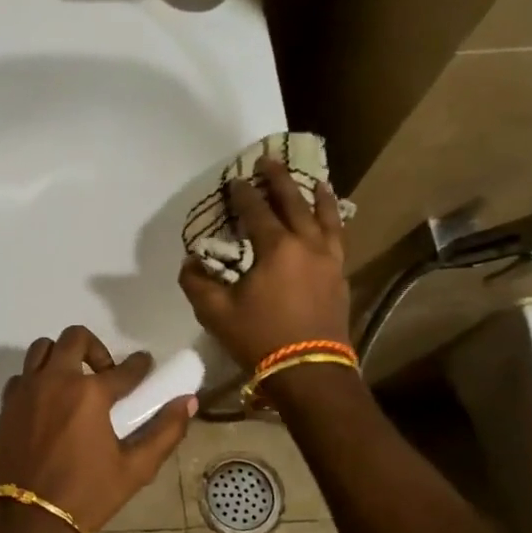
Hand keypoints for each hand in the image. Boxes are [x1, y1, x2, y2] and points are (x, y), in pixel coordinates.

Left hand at [0, 326, 195, 532]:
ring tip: (73, 381)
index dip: (140, 365)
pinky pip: (21, 376)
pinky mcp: (6, 405)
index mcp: (90, 393)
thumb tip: (188, 402)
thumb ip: (164, 432)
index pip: (125, 368)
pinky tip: (47, 402)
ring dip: (61, 355)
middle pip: (75, 338)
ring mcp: (26, 390)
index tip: (145, 364)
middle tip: (105, 374)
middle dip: (96, 347)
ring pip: (42, 349)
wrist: (25, 521)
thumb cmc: (85, 496)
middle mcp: (56, 380)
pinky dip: (36, 378)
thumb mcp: (134, 470)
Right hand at [179, 155, 350, 369]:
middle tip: (270, 160)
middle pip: (295, 203)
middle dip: (280, 180)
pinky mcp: (340, 277)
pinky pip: (339, 239)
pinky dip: (334, 222)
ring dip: (318, 196)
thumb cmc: (260, 339)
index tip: (235, 180)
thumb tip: (190, 263)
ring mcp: (329, 260)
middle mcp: (307, 245)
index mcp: (276, 248)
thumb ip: (197, 284)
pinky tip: (332, 222)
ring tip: (316, 181)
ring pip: (326, 218)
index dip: (244, 193)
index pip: (257, 211)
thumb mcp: (216, 313)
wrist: (310, 371)